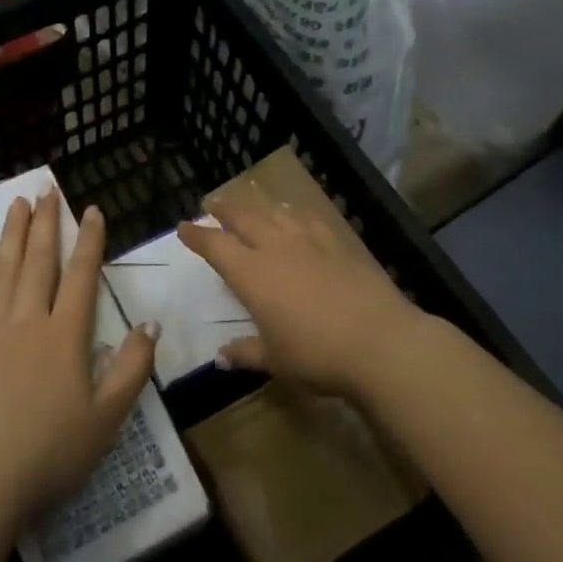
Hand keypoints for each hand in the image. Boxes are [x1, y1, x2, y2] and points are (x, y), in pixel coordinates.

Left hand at [0, 191, 156, 531]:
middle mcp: (28, 321)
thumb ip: (132, 368)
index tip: (91, 209)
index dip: (89, 241)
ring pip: (5, 269)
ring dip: (14, 233)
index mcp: (66, 335)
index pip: (81, 275)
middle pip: (39, 261)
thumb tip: (150, 323)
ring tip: (18, 203)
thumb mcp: (107, 418)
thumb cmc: (51, 453)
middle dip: (46, 223)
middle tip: (46, 189)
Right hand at [179, 185, 431, 396]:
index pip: (216, 246)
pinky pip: (307, 218)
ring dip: (258, 205)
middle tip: (211, 202)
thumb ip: (246, 352)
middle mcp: (275, 248)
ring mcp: (309, 240)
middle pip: (243, 217)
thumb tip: (222, 356)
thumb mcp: (276, 360)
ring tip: (251, 201)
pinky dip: (293, 213)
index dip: (197, 235)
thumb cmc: (317, 355)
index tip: (183, 226)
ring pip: (275, 212)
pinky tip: (295, 215)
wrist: (379, 341)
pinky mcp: (338, 241)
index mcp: (252, 274)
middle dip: (224, 208)